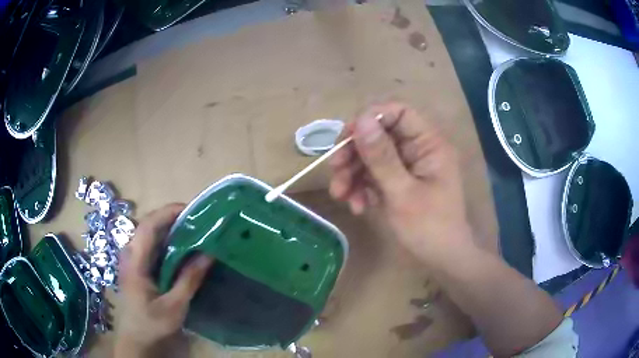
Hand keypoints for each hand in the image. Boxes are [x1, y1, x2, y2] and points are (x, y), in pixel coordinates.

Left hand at [115, 203, 213, 356]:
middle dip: (172, 218)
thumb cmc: (152, 324)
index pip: (148, 225)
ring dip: (170, 228)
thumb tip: (209, 254)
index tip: (193, 210)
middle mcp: (130, 254)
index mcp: (135, 261)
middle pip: (149, 225)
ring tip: (194, 229)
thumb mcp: (174, 306)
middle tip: (198, 220)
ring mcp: (133, 259)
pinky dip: (168, 241)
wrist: (137, 339)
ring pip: (150, 234)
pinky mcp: (138, 266)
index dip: (168, 212)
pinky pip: (152, 246)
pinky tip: (182, 248)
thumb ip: (189, 279)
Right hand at [329, 102, 472, 262]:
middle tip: (335, 170)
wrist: (442, 260)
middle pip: (379, 135)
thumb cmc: (430, 228)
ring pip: (372, 156)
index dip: (370, 118)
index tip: (346, 137)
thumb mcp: (402, 193)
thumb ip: (381, 157)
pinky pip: (374, 175)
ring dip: (352, 174)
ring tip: (340, 195)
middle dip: (354, 152)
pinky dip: (361, 188)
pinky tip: (357, 206)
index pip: (399, 112)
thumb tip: (360, 119)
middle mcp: (417, 149)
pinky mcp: (398, 182)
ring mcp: (407, 166)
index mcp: (429, 144)